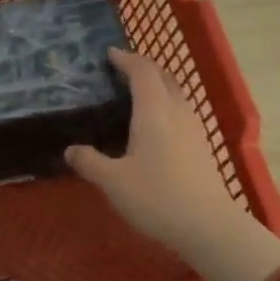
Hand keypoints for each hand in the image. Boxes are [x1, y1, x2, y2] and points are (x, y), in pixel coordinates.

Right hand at [67, 48, 279, 280]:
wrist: (207, 226)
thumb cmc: (156, 198)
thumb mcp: (113, 182)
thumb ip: (90, 162)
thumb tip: (71, 150)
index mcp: (154, 111)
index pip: (142, 72)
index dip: (125, 59)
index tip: (109, 54)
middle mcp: (177, 112)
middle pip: (163, 77)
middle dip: (143, 68)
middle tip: (121, 71)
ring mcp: (194, 129)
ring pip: (176, 94)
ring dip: (157, 86)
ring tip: (135, 95)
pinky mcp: (202, 147)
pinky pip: (181, 112)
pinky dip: (165, 106)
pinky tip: (153, 126)